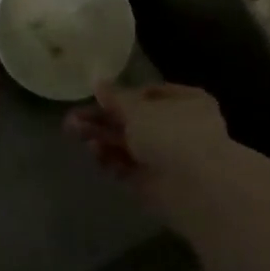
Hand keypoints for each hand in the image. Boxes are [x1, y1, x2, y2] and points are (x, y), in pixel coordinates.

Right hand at [65, 83, 230, 202]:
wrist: (197, 188)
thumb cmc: (172, 134)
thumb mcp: (139, 108)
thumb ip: (116, 98)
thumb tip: (98, 82)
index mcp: (185, 102)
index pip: (148, 94)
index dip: (121, 96)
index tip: (96, 97)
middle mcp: (178, 128)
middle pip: (133, 121)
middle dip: (103, 119)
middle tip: (72, 119)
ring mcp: (167, 158)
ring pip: (128, 144)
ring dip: (102, 137)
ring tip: (73, 132)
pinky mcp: (154, 184)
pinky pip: (128, 167)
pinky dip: (111, 159)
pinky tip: (94, 152)